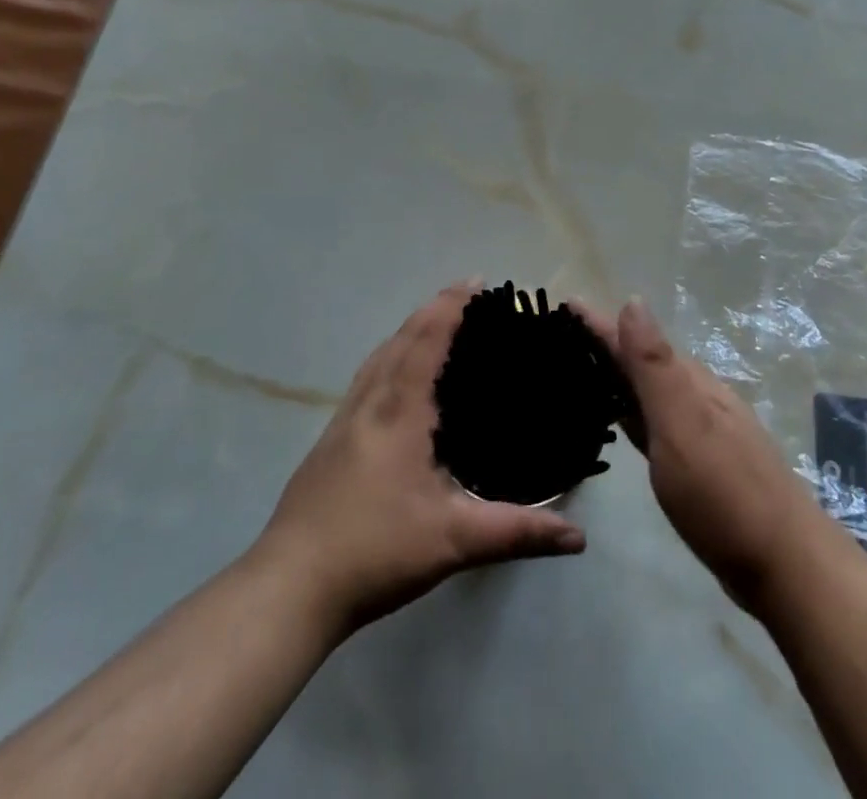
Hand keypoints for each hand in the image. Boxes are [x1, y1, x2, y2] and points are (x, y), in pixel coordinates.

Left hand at [253, 284, 588, 637]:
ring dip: (407, 330)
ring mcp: (343, 419)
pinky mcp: (329, 439)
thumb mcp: (453, 542)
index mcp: (399, 412)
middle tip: (465, 295)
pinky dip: (388, 356)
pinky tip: (394, 378)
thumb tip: (577, 537)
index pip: (427, 341)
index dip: (451, 306)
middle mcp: (369, 403)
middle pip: (400, 338)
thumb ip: (516, 533)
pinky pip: (365, 377)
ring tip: (434, 323)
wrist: (289, 586)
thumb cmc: (375, 551)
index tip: (477, 281)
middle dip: (433, 309)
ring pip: (377, 356)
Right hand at [584, 299, 833, 615]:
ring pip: (651, 390)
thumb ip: (655, 367)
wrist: (787, 568)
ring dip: (619, 375)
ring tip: (583, 369)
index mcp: (690, 383)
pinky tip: (622, 418)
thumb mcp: (682, 425)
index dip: (600, 322)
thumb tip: (633, 299)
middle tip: (563, 336)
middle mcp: (698, 397)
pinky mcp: (702, 464)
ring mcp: (704, 431)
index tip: (565, 304)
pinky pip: (656, 420)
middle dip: (606, 343)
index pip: (636, 341)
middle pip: (644, 360)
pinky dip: (633, 410)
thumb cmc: (725, 494)